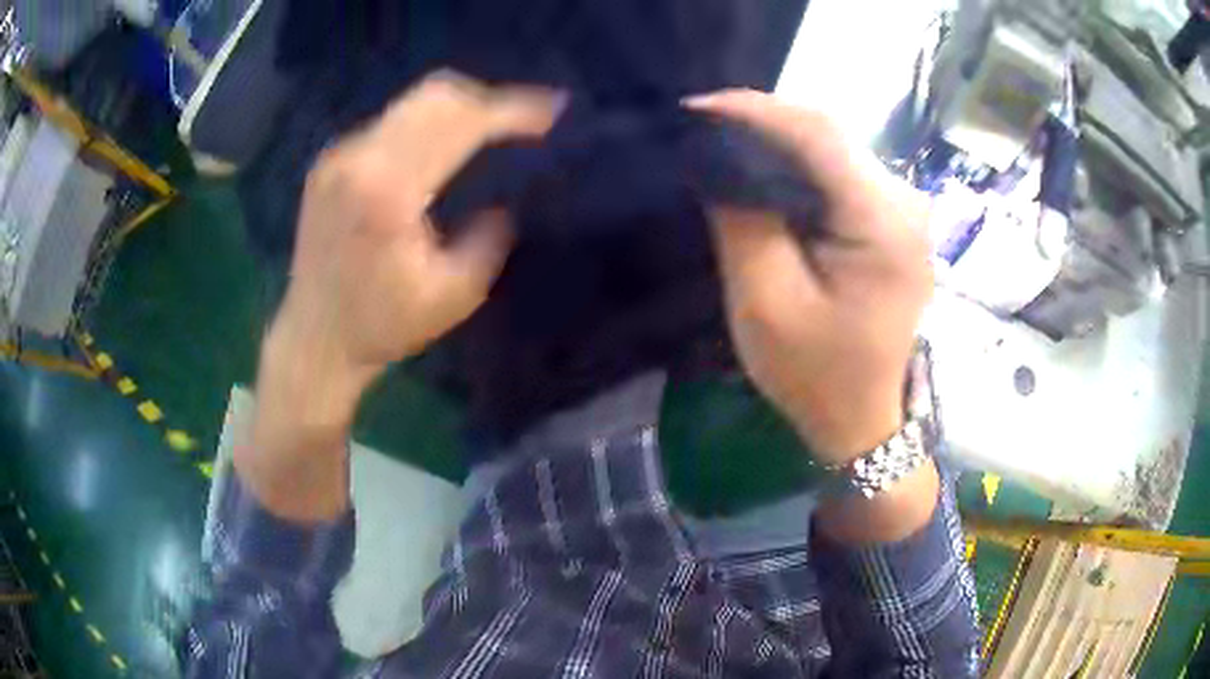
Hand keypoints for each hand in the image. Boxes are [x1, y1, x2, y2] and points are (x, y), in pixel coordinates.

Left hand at [243, 72, 562, 521]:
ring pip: (411, 103)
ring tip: (492, 127)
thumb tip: (504, 201)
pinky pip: (389, 122)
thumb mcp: (456, 294)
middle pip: (435, 96)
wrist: (314, 338)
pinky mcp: (330, 164)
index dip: (511, 109)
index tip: (553, 109)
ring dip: (458, 108)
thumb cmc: (382, 326)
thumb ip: (490, 239)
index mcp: (389, 191)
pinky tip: (443, 146)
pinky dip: (426, 124)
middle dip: (488, 99)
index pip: (461, 123)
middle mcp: (359, 159)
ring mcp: (339, 157)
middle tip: (524, 118)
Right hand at [687, 90, 932, 464]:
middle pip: (831, 134)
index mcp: (884, 227)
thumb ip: (743, 220)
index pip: (818, 136)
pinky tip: (765, 164)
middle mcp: (906, 205)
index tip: (695, 107)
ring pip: (836, 146)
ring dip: (779, 137)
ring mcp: (906, 211)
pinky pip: (842, 170)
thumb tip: (720, 156)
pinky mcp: (895, 220)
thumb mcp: (766, 303)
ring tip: (724, 137)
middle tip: (703, 123)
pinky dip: (799, 160)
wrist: (861, 418)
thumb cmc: (815, 374)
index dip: (754, 110)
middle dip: (763, 119)